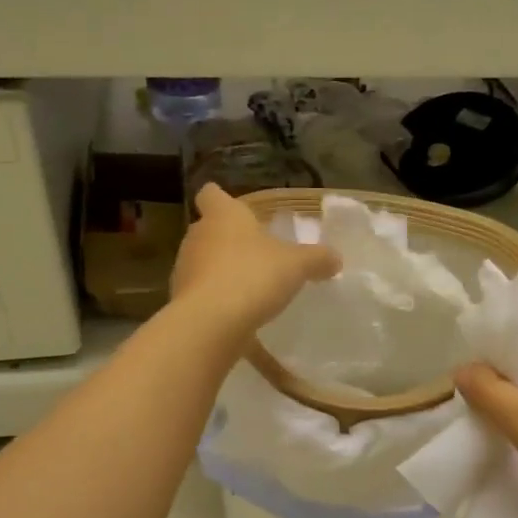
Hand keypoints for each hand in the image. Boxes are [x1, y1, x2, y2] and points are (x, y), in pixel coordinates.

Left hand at [170, 184, 339, 337]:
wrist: (211, 323)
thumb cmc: (253, 276)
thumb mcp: (297, 265)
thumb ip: (317, 259)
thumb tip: (336, 258)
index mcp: (223, 216)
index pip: (211, 194)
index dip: (221, 198)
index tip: (234, 208)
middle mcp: (198, 237)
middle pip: (208, 231)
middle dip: (228, 241)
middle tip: (255, 254)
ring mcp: (185, 269)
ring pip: (203, 264)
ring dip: (221, 273)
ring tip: (249, 290)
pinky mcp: (182, 301)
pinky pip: (203, 297)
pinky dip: (218, 304)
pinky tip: (239, 320)